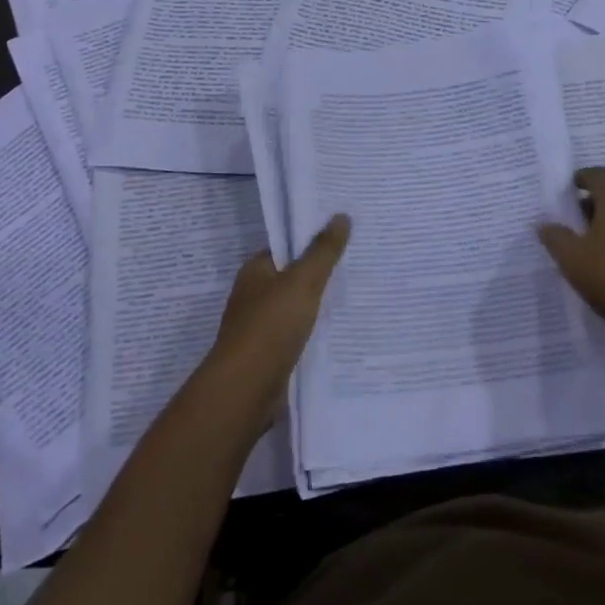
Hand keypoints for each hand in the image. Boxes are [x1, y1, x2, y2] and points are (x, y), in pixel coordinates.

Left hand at [209, 215, 350, 400]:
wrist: (246, 389)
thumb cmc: (271, 326)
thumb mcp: (303, 281)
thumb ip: (323, 251)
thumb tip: (341, 216)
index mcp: (255, 271)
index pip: (285, 247)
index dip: (311, 240)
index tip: (342, 236)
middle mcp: (254, 295)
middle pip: (292, 276)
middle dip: (319, 272)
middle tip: (357, 262)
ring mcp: (260, 326)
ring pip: (296, 306)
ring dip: (318, 304)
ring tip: (355, 294)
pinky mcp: (269, 354)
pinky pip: (297, 333)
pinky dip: (314, 330)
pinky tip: (339, 329)